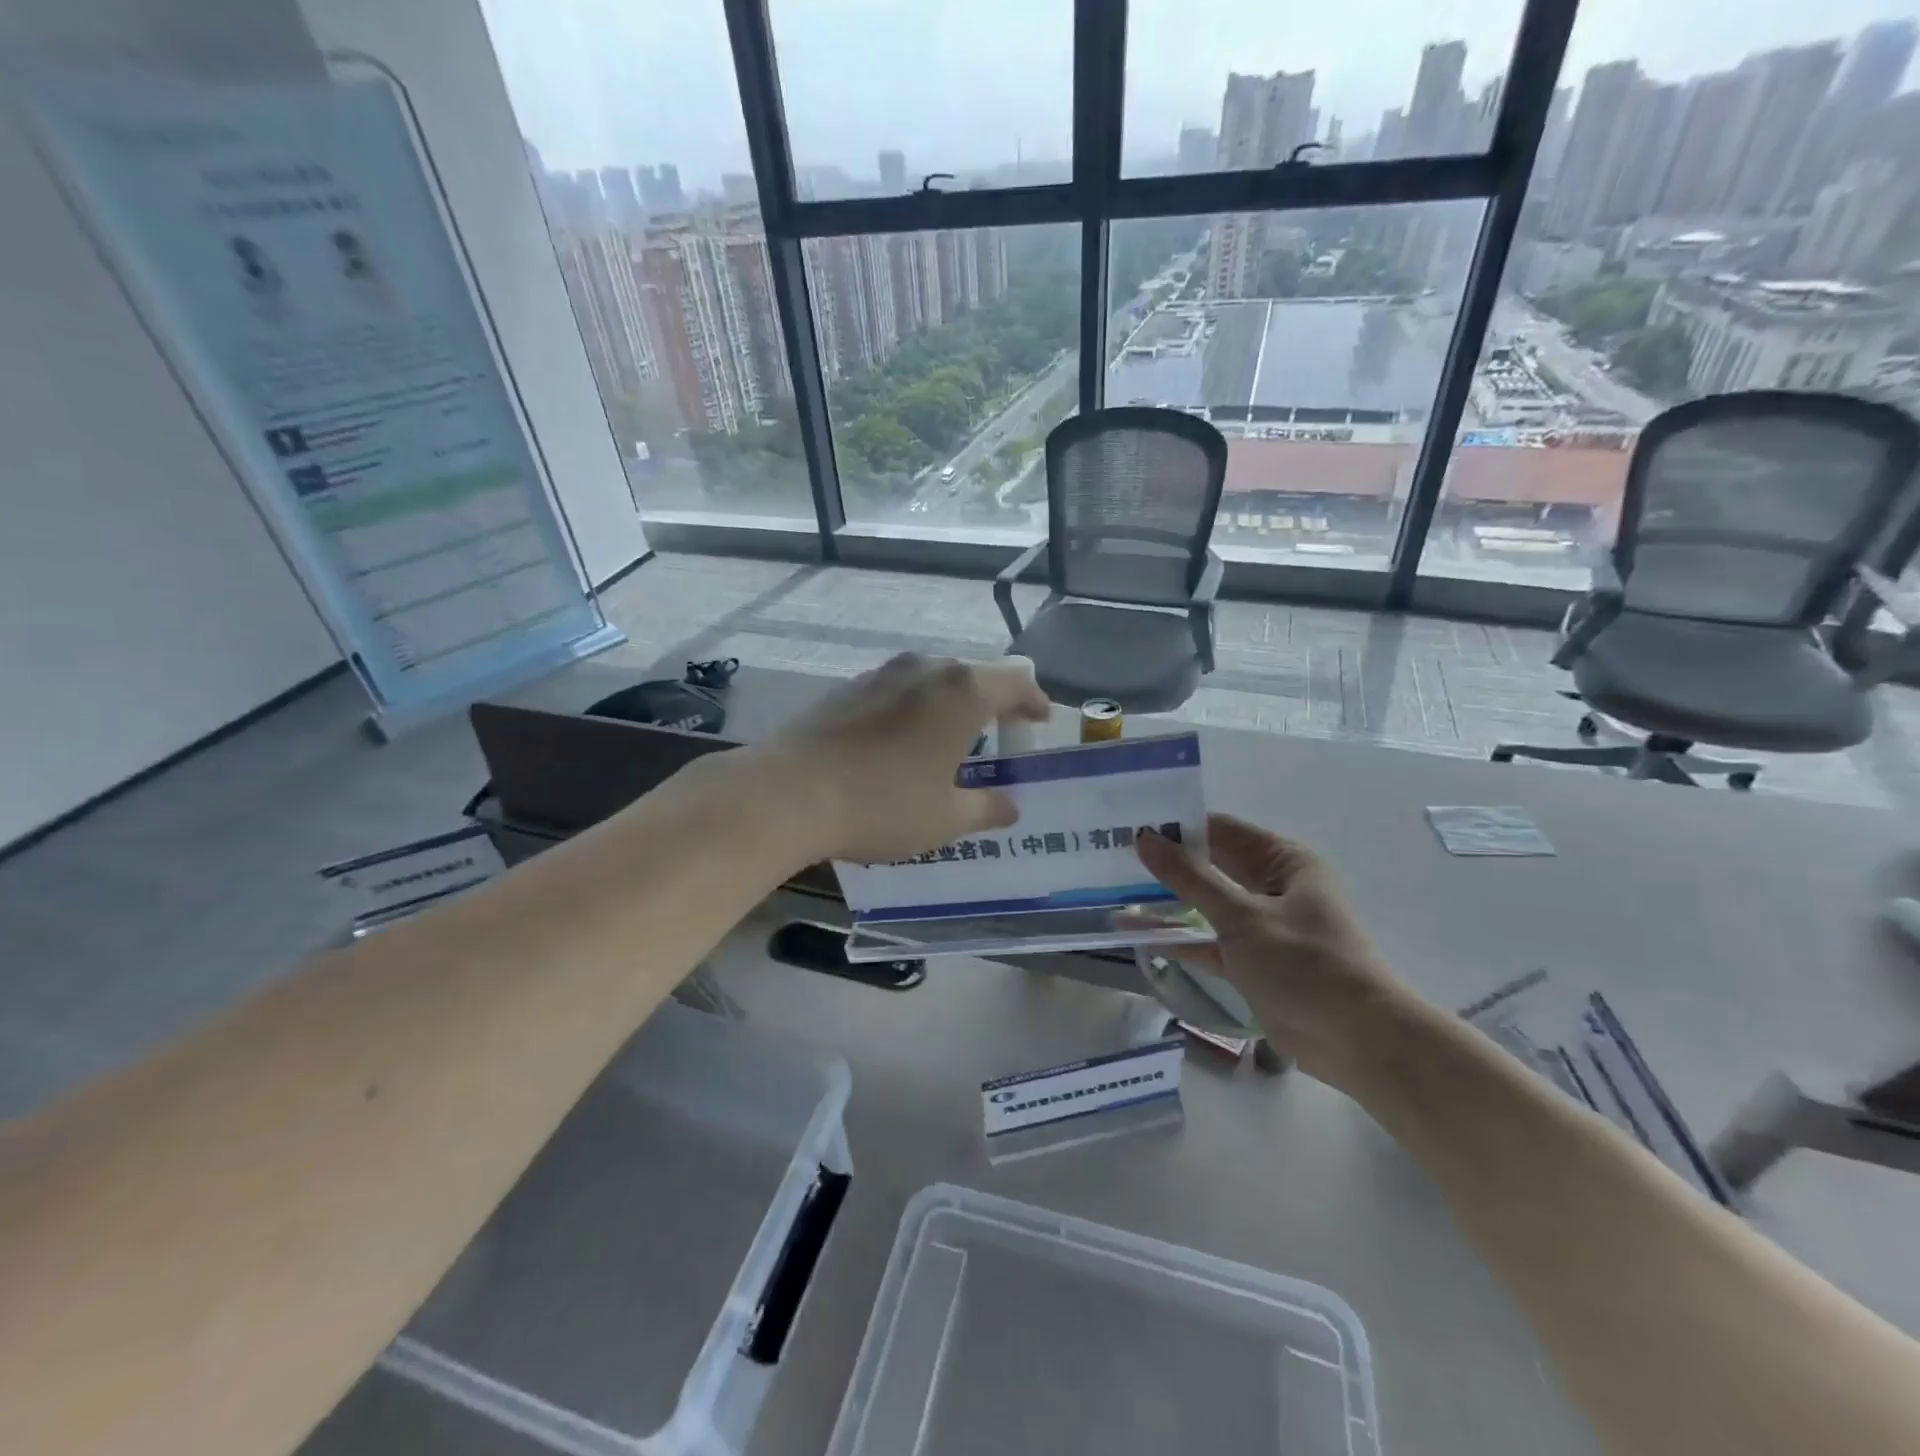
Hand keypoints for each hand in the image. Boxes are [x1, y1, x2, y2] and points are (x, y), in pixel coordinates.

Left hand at [759, 652, 1051, 863]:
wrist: (787, 792)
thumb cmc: (881, 804)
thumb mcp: (945, 818)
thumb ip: (986, 808)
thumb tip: (1010, 806)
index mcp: (961, 692)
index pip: (1015, 681)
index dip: (1034, 700)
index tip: (1040, 720)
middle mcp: (924, 669)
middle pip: (972, 676)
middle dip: (991, 703)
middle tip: (997, 735)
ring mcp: (880, 674)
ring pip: (931, 680)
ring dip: (948, 705)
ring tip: (948, 740)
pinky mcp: (845, 688)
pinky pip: (896, 691)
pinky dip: (911, 710)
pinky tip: (899, 743)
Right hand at [1137, 814, 1411, 1085]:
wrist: (1359, 1042)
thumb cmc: (1305, 963)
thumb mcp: (1242, 915)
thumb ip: (1190, 877)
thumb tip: (1145, 837)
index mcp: (1285, 862)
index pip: (1223, 830)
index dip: (1179, 827)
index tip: (1133, 826)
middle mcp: (1274, 887)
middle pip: (1213, 866)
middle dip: (1169, 863)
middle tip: (1116, 856)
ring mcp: (1262, 926)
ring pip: (1207, 905)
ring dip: (1170, 901)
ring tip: (1117, 891)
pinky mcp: (1252, 963)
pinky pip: (1208, 941)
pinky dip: (1180, 938)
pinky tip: (1137, 933)